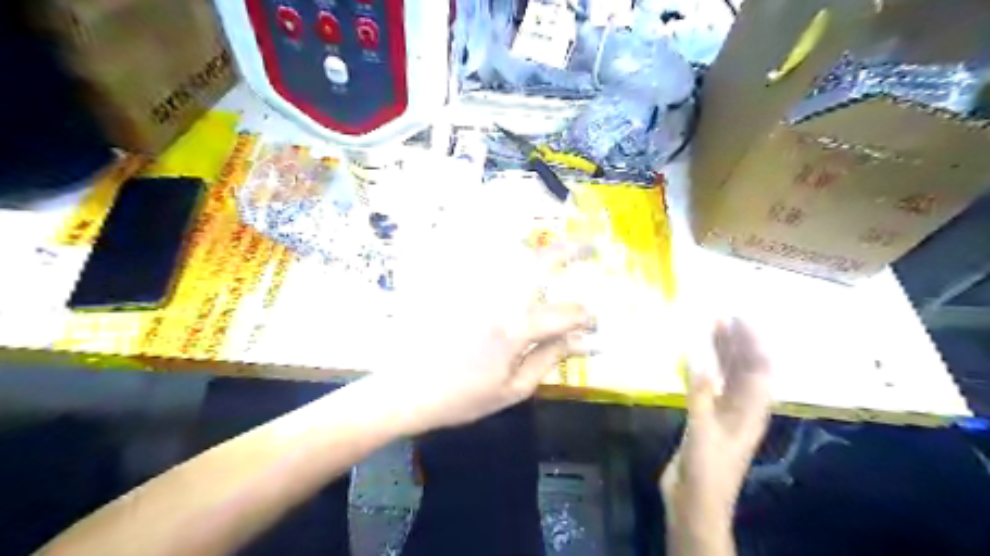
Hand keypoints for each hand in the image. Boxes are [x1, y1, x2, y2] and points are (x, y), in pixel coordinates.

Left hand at [380, 244, 589, 433]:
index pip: (565, 313)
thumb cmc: (462, 398)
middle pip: (541, 263)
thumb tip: (579, 341)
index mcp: (516, 328)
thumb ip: (548, 359)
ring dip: (542, 251)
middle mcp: (499, 298)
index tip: (595, 325)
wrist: (405, 390)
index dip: (586, 318)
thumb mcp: (513, 390)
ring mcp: (476, 288)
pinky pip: (491, 264)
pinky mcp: (459, 287)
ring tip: (562, 252)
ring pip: (514, 256)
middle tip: (593, 246)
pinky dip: (512, 259)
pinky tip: (522, 265)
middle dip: (571, 250)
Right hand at [665, 318, 773, 529]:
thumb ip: (699, 391)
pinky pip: (710, 386)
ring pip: (727, 375)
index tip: (739, 317)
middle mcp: (742, 408)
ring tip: (709, 328)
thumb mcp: (702, 429)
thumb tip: (695, 353)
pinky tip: (694, 359)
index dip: (752, 342)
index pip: (758, 368)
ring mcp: (724, 414)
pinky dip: (705, 369)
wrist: (695, 504)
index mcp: (750, 411)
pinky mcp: (707, 419)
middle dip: (737, 341)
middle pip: (745, 368)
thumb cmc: (706, 470)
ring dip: (721, 352)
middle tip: (721, 315)